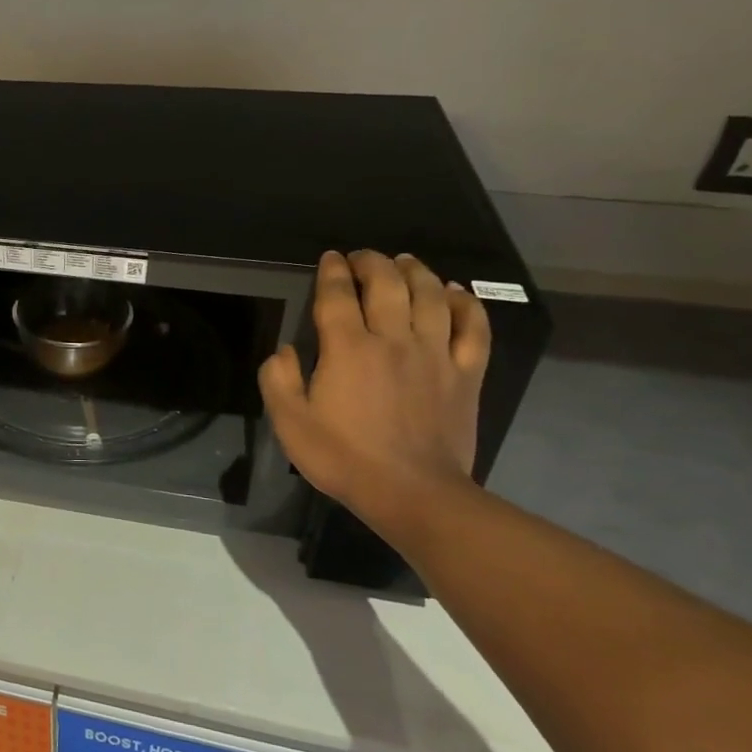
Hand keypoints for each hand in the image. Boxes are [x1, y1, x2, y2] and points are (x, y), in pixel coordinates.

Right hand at [259, 250, 490, 524]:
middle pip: (387, 283)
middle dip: (372, 262)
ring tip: (405, 262)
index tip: (329, 259)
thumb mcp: (289, 423)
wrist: (413, 493)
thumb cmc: (343, 458)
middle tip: (362, 257)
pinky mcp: (466, 373)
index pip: (337, 295)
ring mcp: (436, 354)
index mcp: (347, 348)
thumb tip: (286, 349)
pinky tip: (454, 293)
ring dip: (416, 271)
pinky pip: (472, 327)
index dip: (332, 271)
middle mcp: (393, 339)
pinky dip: (465, 304)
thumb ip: (278, 379)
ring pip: (431, 295)